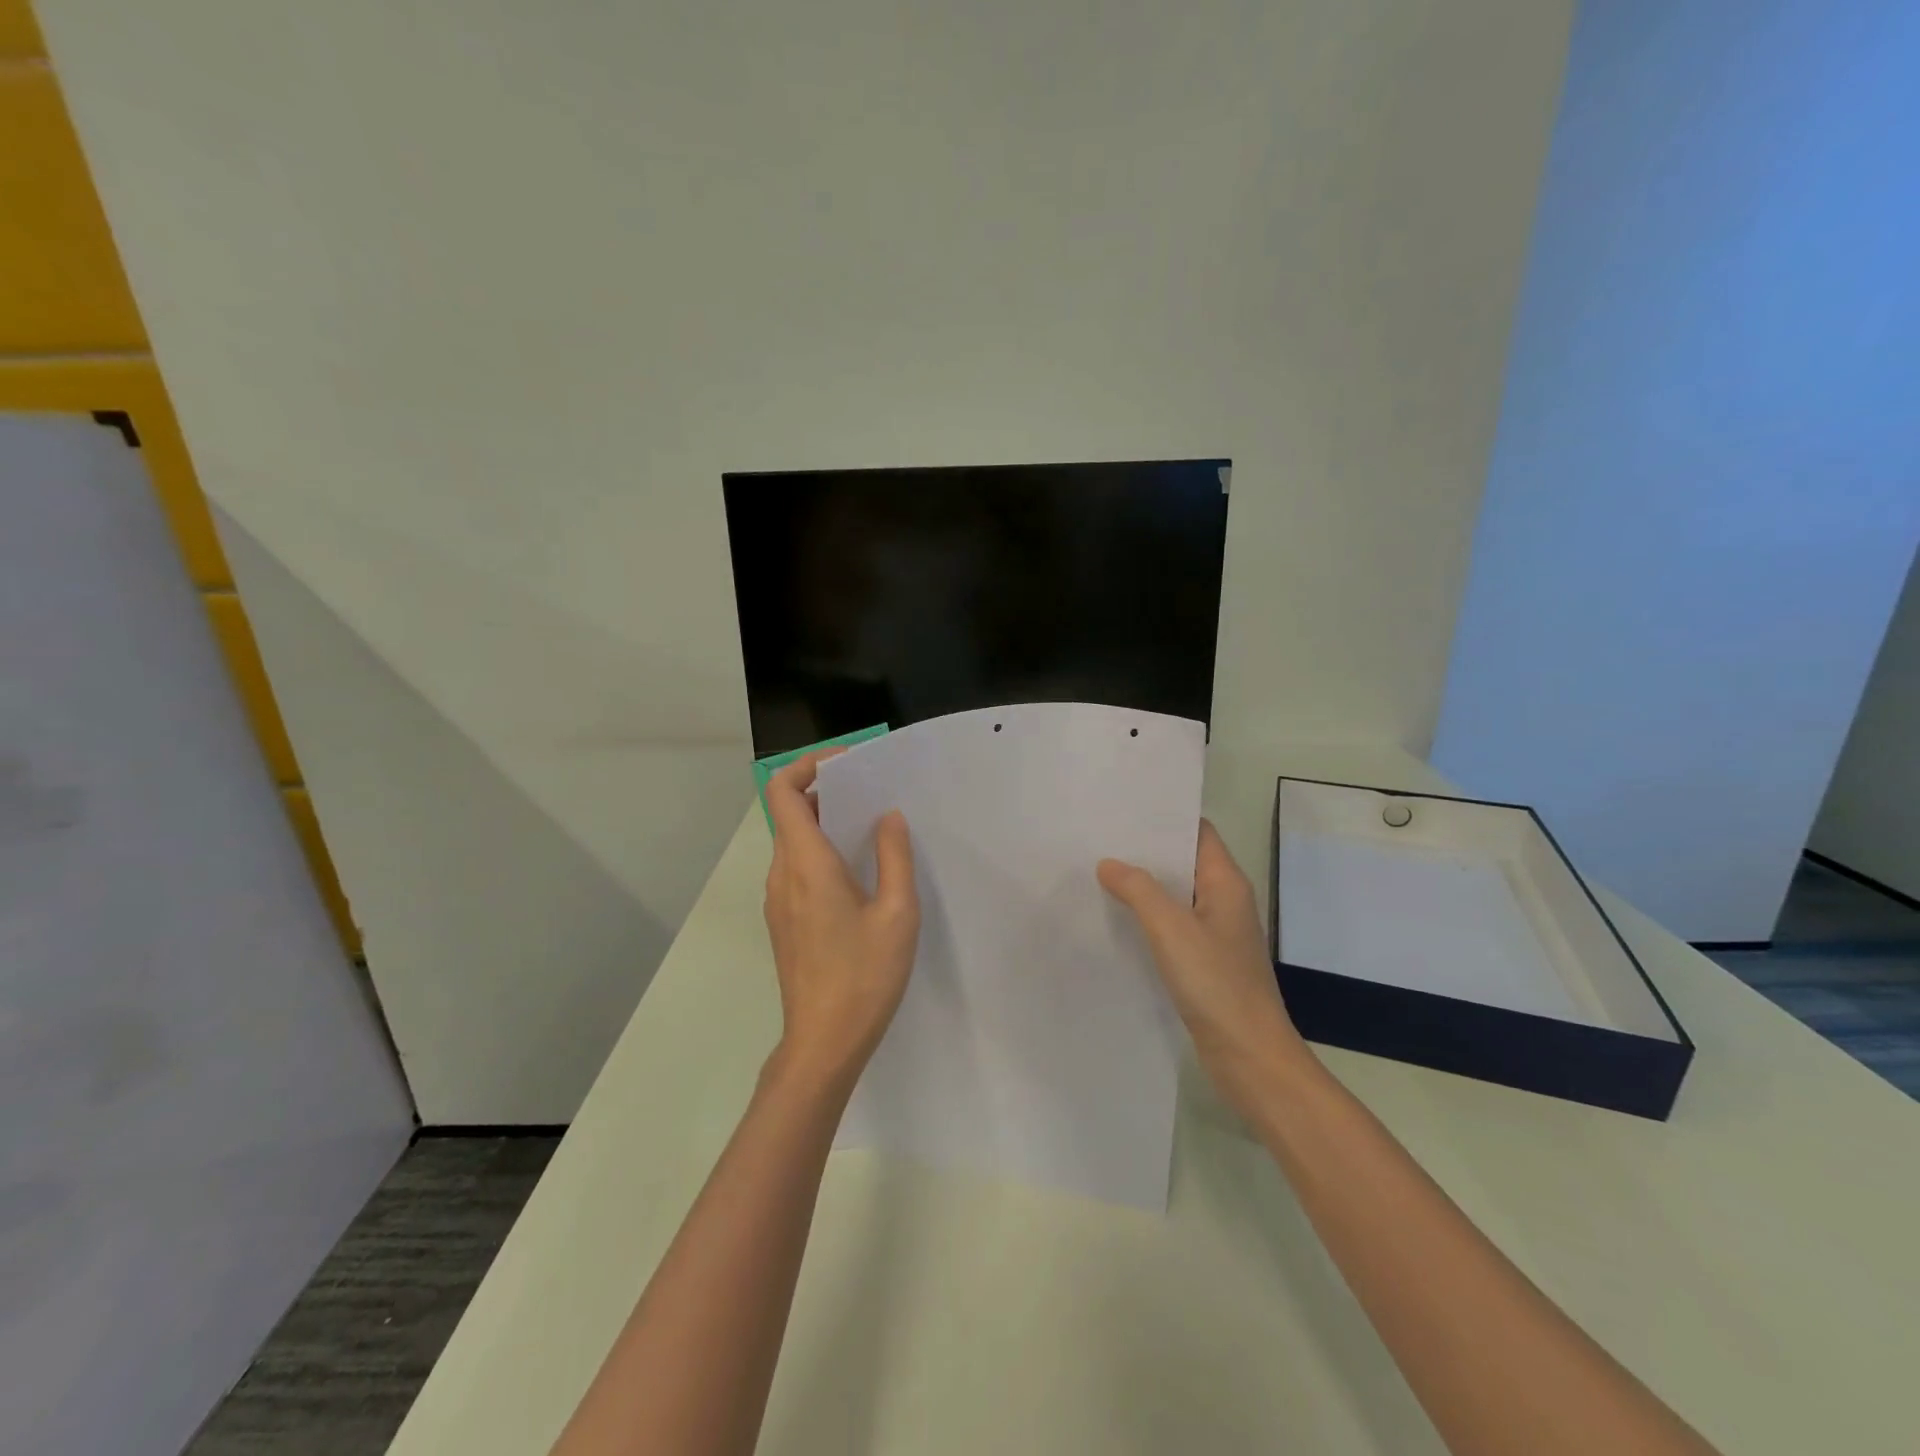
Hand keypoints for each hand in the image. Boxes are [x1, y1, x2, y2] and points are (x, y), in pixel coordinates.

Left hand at [762, 750, 919, 1095]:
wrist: (823, 1043)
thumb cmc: (863, 976)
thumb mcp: (897, 914)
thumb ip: (894, 857)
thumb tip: (888, 817)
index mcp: (806, 863)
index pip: (782, 792)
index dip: (806, 766)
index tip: (846, 765)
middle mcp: (782, 874)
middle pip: (789, 813)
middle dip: (826, 792)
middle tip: (872, 793)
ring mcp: (777, 900)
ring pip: (793, 842)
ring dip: (825, 824)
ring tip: (871, 829)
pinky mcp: (783, 921)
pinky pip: (796, 869)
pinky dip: (820, 853)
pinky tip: (857, 874)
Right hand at [1098, 820, 1311, 1117]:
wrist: (1249, 1056)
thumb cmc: (1216, 983)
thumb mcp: (1171, 928)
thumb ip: (1139, 890)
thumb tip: (1108, 863)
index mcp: (1226, 883)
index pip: (1198, 832)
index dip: (1165, 818)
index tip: (1124, 810)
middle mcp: (1224, 902)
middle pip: (1184, 862)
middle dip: (1146, 851)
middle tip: (1100, 839)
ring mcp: (1216, 934)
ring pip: (1176, 897)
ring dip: (1144, 886)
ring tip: (1099, 872)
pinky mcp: (1205, 963)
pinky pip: (1172, 927)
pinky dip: (1148, 919)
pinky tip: (1116, 920)